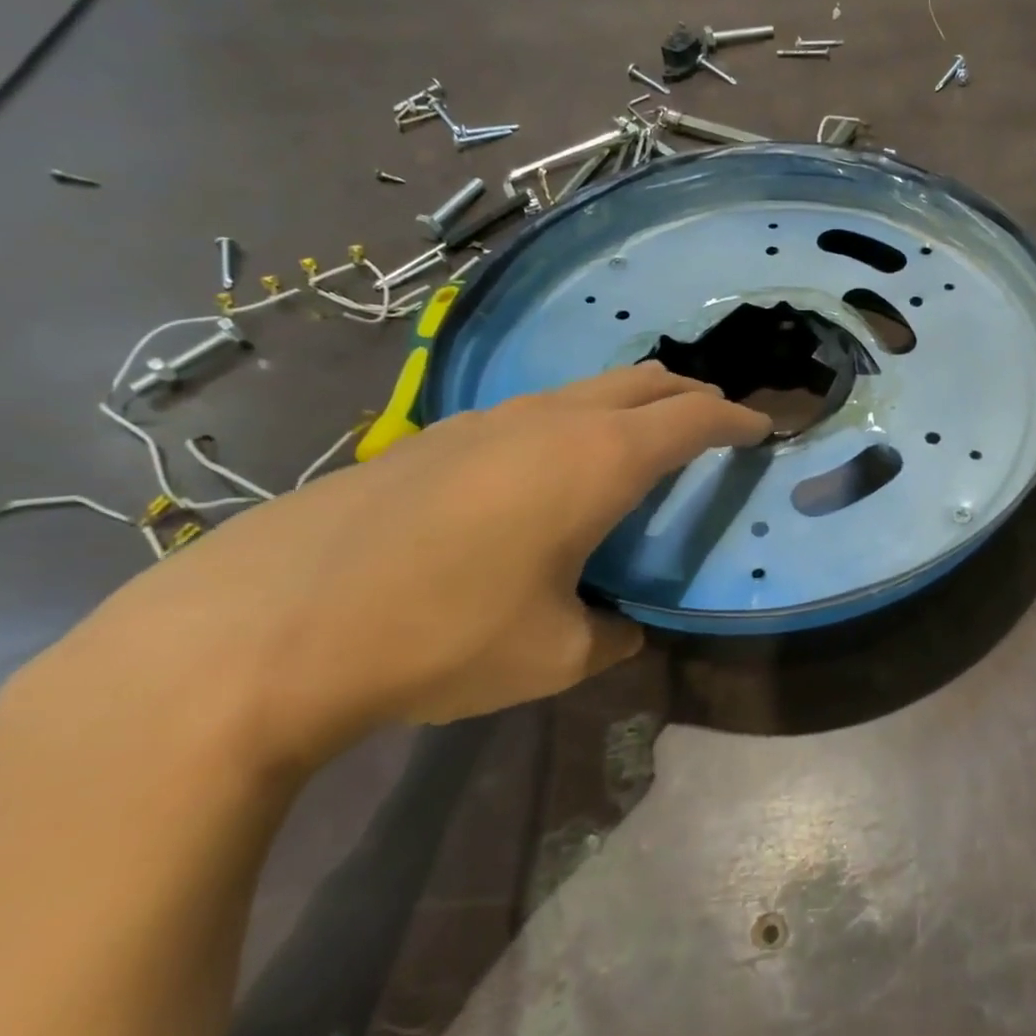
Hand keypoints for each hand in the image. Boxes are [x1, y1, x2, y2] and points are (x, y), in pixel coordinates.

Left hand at [55, 364, 769, 771]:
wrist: (271, 626)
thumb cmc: (444, 635)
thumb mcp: (557, 654)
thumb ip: (611, 632)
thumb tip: (619, 626)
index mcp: (601, 460)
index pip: (695, 418)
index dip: (738, 420)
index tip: (764, 428)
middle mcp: (553, 419)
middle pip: (647, 382)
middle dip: (692, 397)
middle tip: (715, 426)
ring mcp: (490, 417)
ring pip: (588, 390)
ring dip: (631, 405)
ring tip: (641, 445)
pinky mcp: (439, 434)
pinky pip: (537, 410)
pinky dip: (575, 422)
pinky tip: (552, 473)